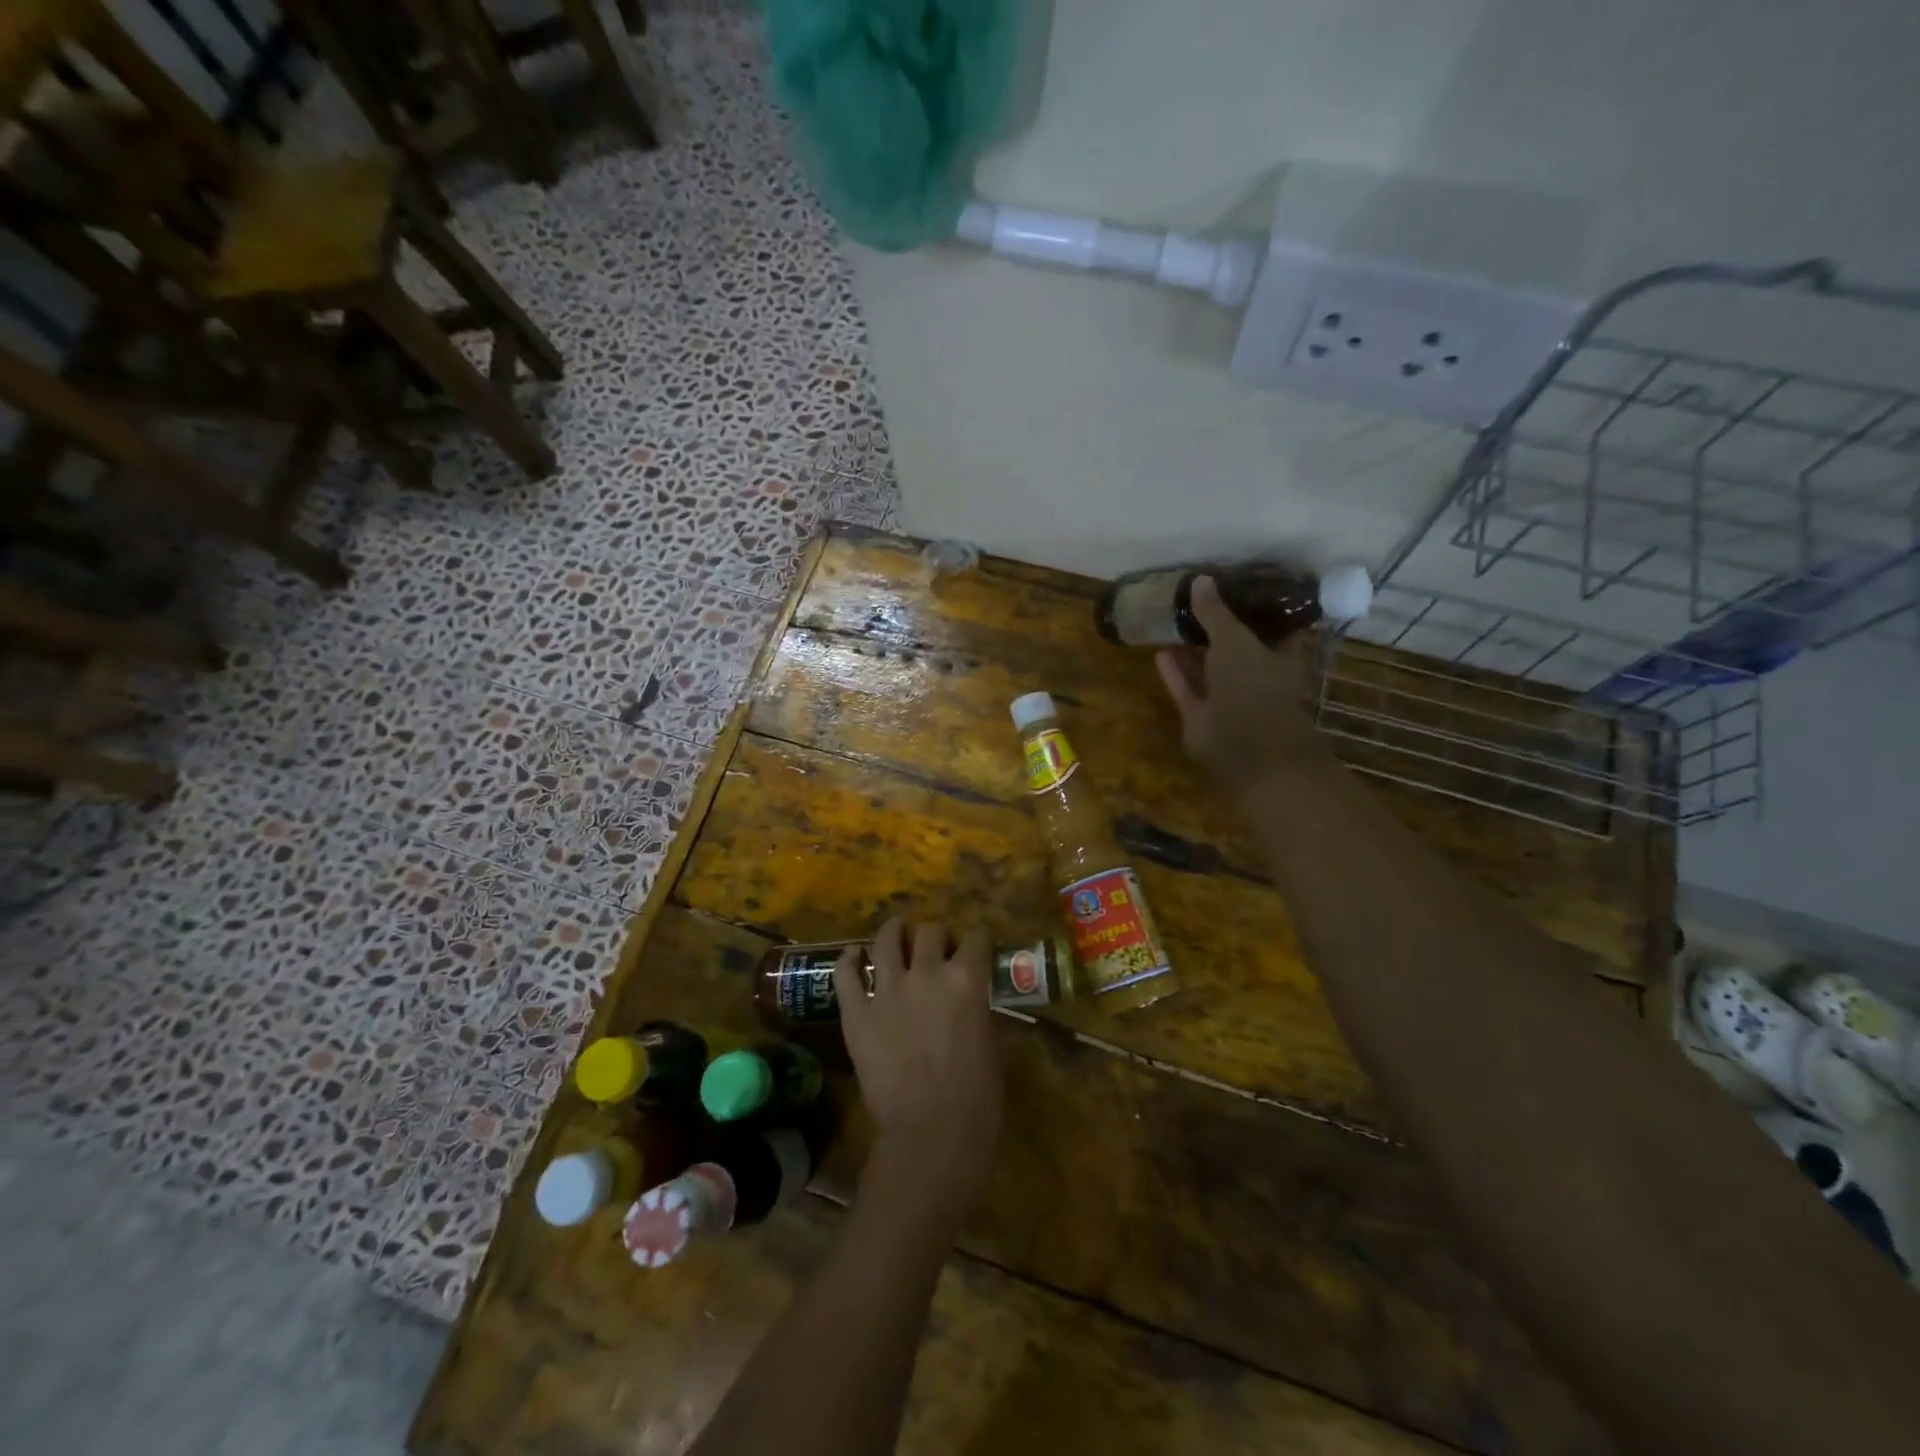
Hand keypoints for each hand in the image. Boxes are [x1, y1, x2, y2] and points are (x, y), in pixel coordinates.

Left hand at [834, 918, 1002, 1206]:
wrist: (931, 1136)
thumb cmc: (977, 1098)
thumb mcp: (991, 1044)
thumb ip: (978, 1011)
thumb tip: (973, 1001)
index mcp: (967, 979)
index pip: (976, 937)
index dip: (977, 938)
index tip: (976, 945)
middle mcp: (926, 973)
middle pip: (930, 931)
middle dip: (937, 935)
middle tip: (936, 948)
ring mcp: (887, 991)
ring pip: (886, 939)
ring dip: (893, 931)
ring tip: (896, 932)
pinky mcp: (857, 1013)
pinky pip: (846, 974)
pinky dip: (849, 959)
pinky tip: (853, 955)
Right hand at [1155, 575, 1329, 785]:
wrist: (1244, 746)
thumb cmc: (1254, 686)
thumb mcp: (1234, 639)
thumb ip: (1216, 612)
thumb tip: (1200, 579)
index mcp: (1280, 657)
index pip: (1274, 626)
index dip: (1258, 607)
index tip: (1238, 586)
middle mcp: (1257, 677)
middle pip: (1238, 648)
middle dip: (1220, 629)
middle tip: (1197, 602)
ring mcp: (1229, 699)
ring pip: (1210, 670)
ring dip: (1193, 651)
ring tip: (1173, 625)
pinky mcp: (1203, 716)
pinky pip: (1188, 688)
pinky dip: (1175, 673)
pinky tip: (1160, 652)